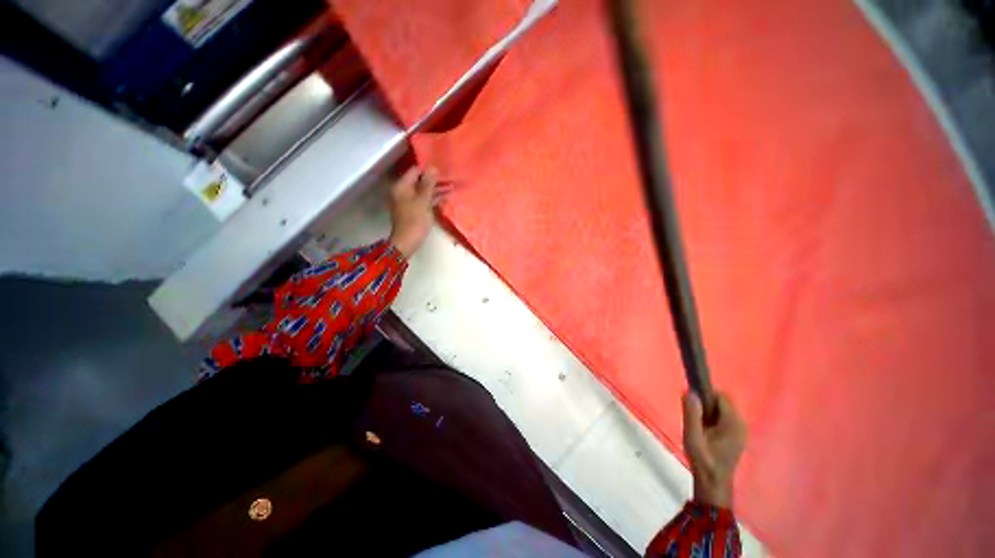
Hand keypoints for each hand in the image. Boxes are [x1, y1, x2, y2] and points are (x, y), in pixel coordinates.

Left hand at [388, 166, 445, 258]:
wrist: (408, 241)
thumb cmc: (415, 221)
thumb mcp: (423, 201)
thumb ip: (428, 184)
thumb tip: (433, 168)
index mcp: (402, 186)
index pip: (415, 171)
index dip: (428, 169)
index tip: (442, 168)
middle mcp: (405, 191)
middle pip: (421, 180)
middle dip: (435, 180)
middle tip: (451, 178)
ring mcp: (410, 200)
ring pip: (425, 190)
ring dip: (437, 189)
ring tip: (452, 186)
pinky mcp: (416, 209)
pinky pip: (426, 199)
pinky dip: (435, 197)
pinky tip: (446, 195)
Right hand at [682, 391, 745, 508]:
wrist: (714, 483)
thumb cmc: (703, 460)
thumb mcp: (692, 437)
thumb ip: (691, 414)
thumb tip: (690, 391)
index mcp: (733, 424)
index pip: (721, 396)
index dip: (706, 395)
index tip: (693, 405)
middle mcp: (741, 424)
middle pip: (723, 401)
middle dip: (707, 404)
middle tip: (695, 418)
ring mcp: (741, 431)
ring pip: (723, 409)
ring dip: (709, 411)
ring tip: (699, 426)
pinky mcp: (737, 435)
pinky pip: (725, 417)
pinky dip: (714, 418)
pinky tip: (706, 431)